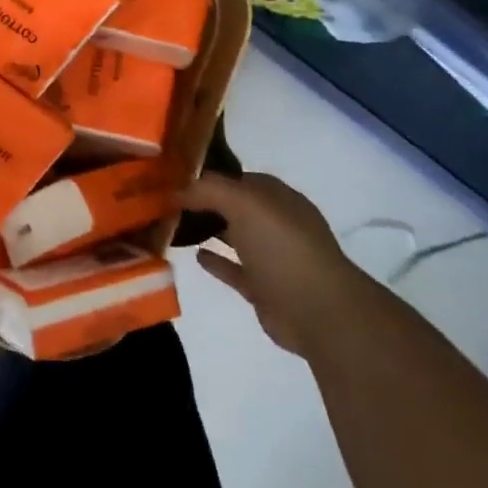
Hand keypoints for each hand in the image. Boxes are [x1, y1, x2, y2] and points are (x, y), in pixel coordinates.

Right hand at [180, 172, 356, 354]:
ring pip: (235, 237)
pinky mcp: (264, 289)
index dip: (212, 176)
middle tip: (170, 201)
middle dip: (207, 202)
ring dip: (210, 230)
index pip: (241, 179)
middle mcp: (277, 225)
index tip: (178, 177)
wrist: (317, 311)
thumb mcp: (244, 203)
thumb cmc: (282, 247)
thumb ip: (209, 190)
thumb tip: (177, 190)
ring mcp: (272, 258)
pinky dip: (216, 262)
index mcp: (279, 199)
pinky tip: (195, 255)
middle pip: (237, 207)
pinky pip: (234, 269)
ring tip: (175, 225)